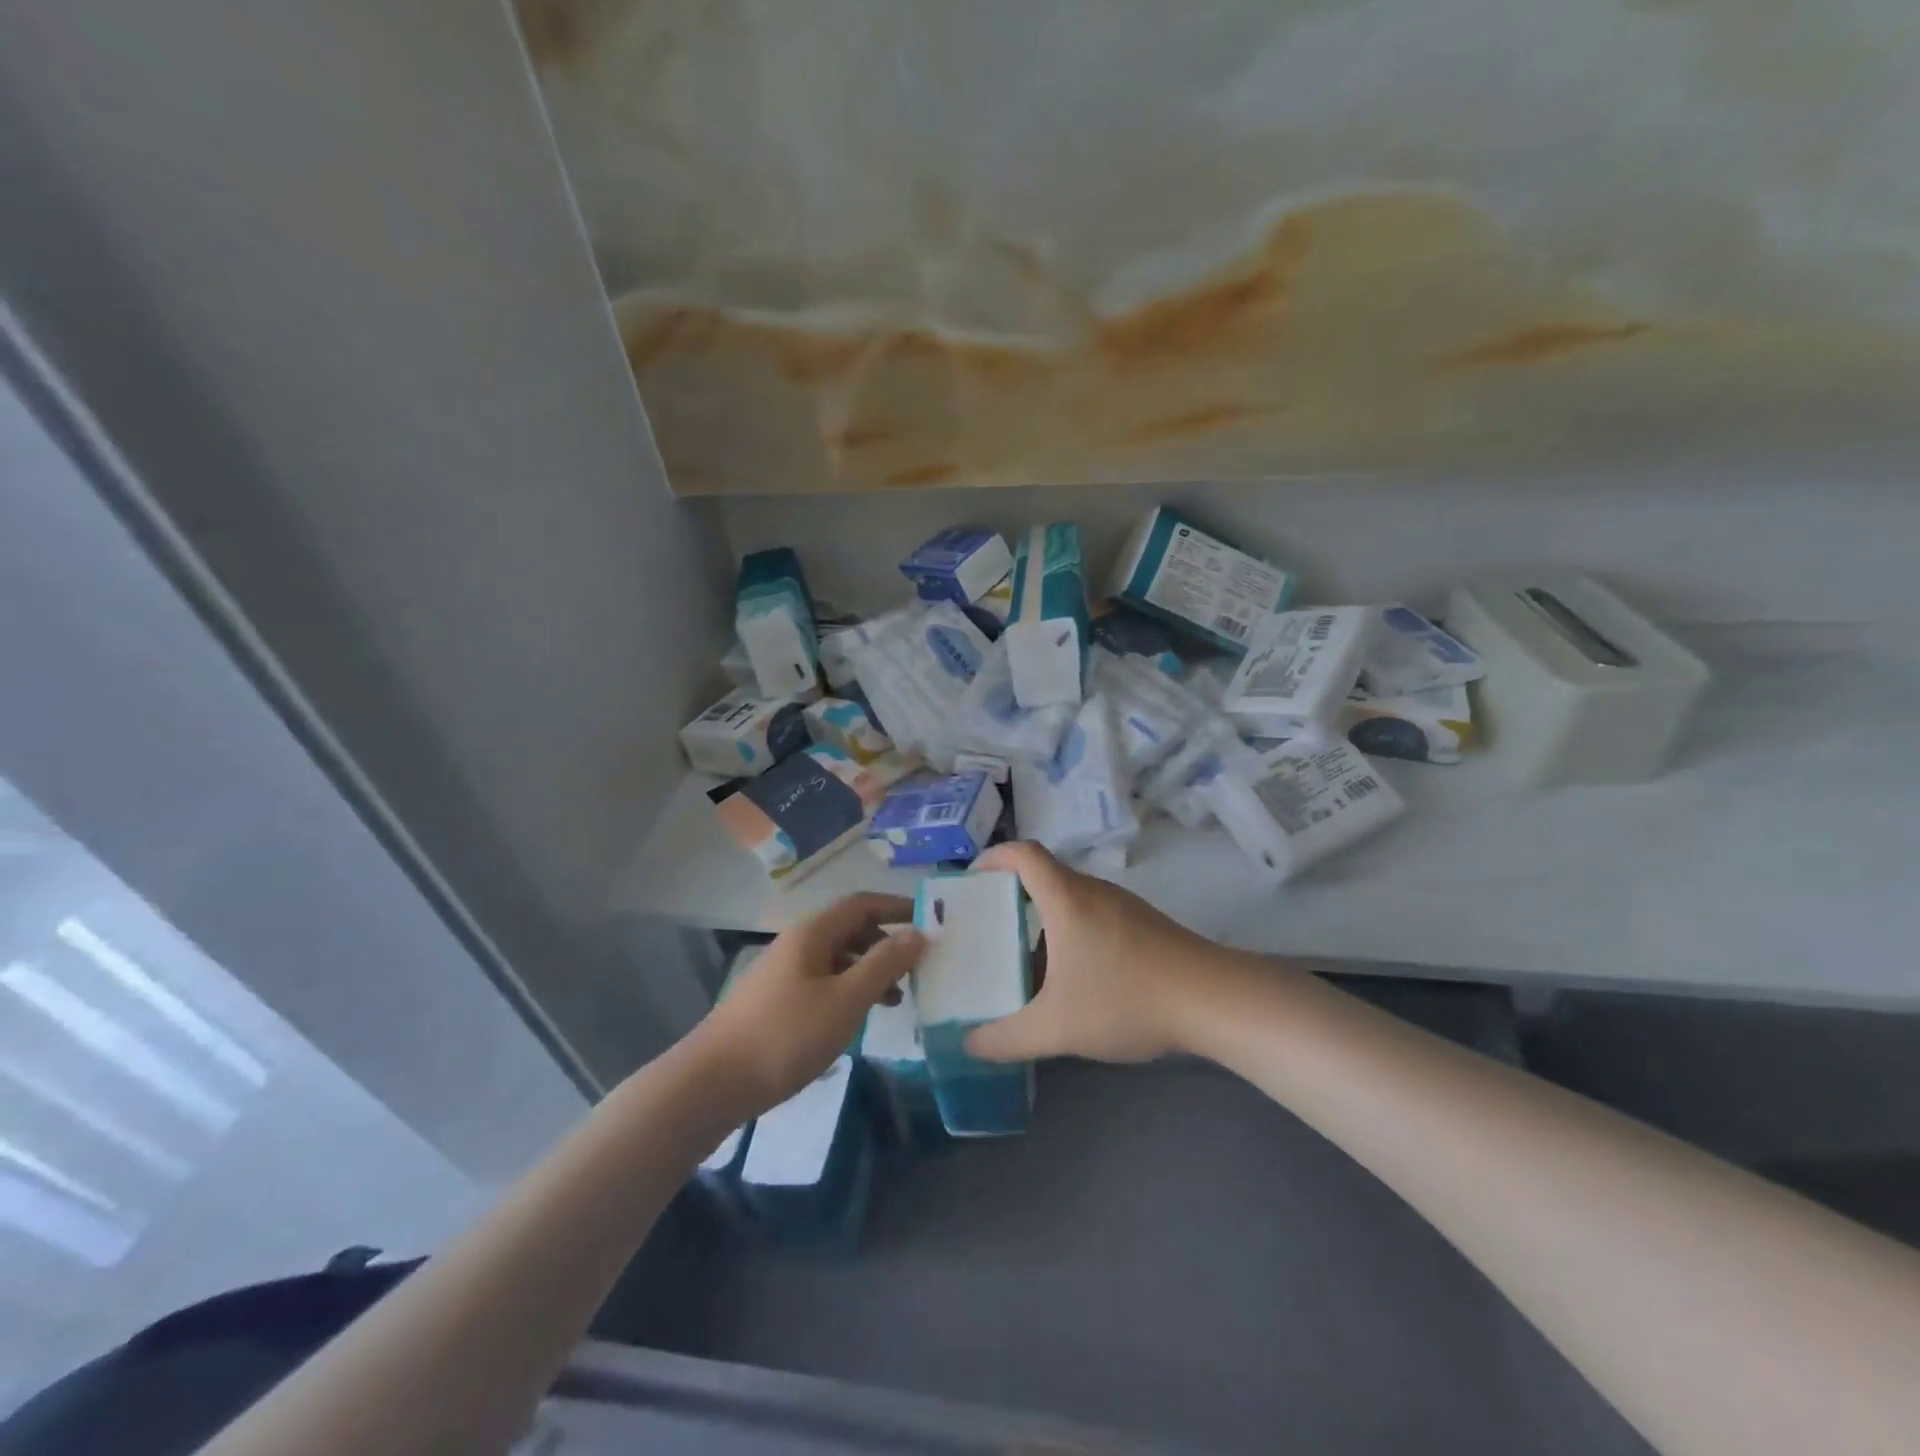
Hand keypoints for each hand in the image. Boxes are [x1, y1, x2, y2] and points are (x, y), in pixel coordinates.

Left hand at [694, 892, 923, 1114]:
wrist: (712, 1083)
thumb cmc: (786, 1036)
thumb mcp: (845, 1000)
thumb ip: (883, 964)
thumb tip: (918, 933)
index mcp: (813, 933)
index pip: (863, 904)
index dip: (897, 908)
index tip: (931, 922)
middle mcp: (798, 943)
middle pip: (850, 929)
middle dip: (886, 943)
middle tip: (917, 969)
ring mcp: (784, 972)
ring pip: (838, 958)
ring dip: (869, 971)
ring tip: (895, 1000)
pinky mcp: (776, 1000)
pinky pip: (823, 981)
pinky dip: (848, 990)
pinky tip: (857, 1018)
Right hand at [964, 841, 1220, 1064]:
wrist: (1213, 1000)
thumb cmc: (1126, 999)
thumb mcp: (1056, 1028)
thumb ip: (1006, 1039)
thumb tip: (969, 1043)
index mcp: (1066, 898)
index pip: (1023, 853)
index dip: (992, 857)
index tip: (970, 881)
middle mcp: (1093, 890)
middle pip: (1045, 874)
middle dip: (1011, 892)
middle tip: (988, 925)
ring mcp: (1123, 905)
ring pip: (1071, 896)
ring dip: (1042, 915)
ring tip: (1023, 953)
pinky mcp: (1144, 924)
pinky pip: (1094, 914)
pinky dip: (1071, 930)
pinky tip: (1074, 974)